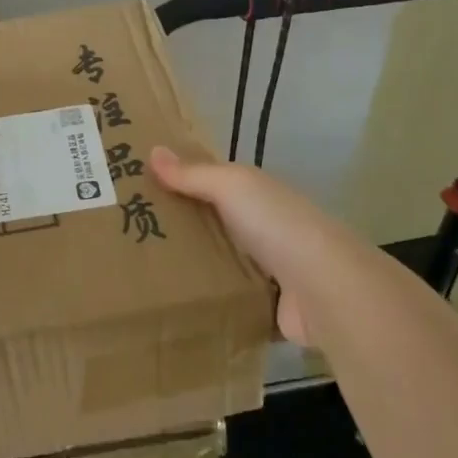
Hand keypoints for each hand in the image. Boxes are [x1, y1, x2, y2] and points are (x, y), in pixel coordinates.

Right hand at [149, 146, 352, 344]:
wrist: (326, 289)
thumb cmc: (276, 224)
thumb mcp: (231, 186)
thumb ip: (193, 174)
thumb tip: (153, 150)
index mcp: (257, 194)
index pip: (214, 182)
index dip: (182, 180)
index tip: (141, 187)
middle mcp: (265, 226)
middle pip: (216, 222)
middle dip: (182, 225)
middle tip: (131, 232)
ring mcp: (270, 269)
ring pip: (223, 261)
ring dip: (196, 265)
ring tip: (144, 271)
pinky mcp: (269, 307)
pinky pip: (232, 299)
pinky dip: (212, 301)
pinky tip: (178, 304)